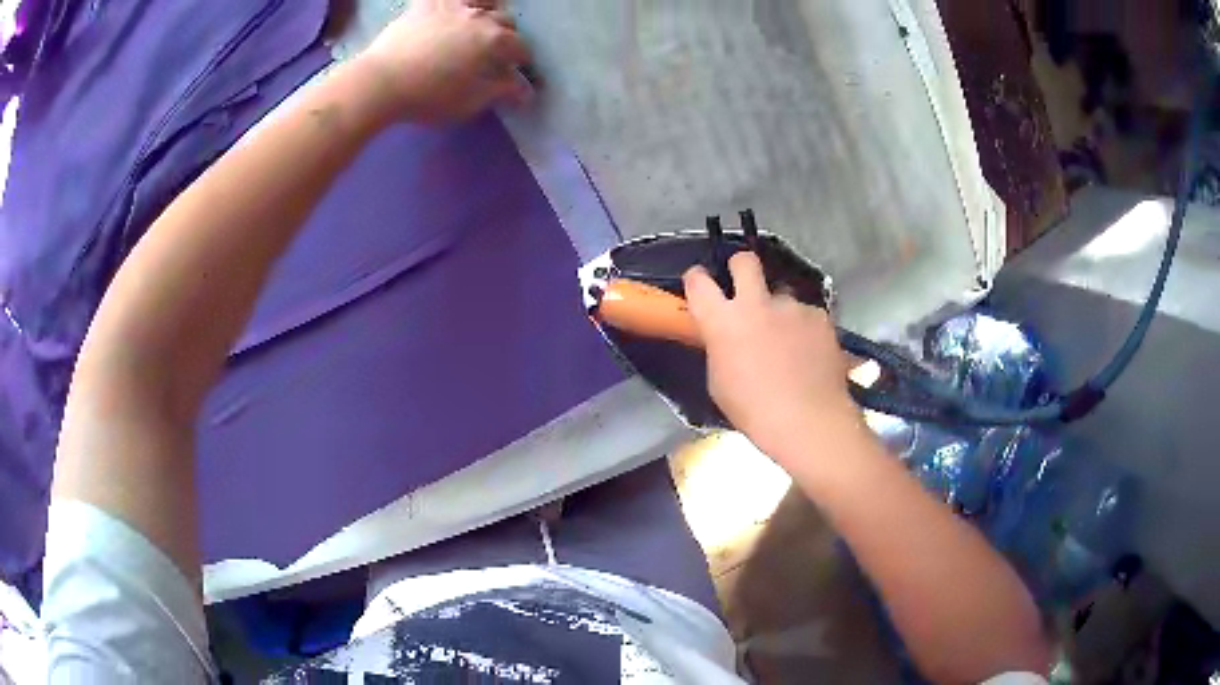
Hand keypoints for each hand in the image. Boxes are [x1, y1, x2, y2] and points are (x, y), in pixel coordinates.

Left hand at [358, 0, 532, 123]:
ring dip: (490, 11)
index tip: (519, 70)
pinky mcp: (427, 4)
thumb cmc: (429, 97)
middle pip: (505, 21)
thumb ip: (501, 91)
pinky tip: (456, 8)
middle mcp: (480, 17)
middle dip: (508, 35)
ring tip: (483, 22)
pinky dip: (459, 1)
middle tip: (498, 50)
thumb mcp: (470, 102)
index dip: (523, 61)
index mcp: (495, 41)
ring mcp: (453, 6)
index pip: (521, 48)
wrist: (381, 82)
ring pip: (484, 0)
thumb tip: (524, 89)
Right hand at [683, 252, 859, 458]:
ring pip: (782, 295)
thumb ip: (719, 348)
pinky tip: (809, 354)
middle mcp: (757, 303)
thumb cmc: (754, 410)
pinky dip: (804, 329)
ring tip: (788, 342)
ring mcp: (792, 307)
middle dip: (740, 266)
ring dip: (780, 311)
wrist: (809, 420)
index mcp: (723, 321)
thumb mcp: (719, 381)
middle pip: (745, 261)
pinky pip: (806, 315)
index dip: (697, 279)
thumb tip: (726, 338)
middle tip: (744, 284)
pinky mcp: (819, 316)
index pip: (698, 281)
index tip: (700, 284)